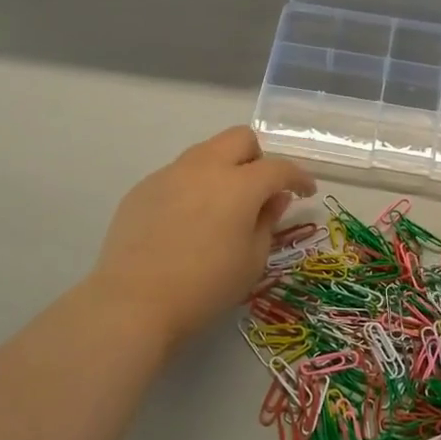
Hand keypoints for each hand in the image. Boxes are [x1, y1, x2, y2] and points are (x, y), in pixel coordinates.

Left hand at [88, 127, 315, 347]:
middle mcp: (205, 167)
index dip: (299, 177)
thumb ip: (267, 222)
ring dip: (224, 168)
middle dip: (259, 157)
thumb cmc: (205, 287)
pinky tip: (187, 221)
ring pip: (206, 152)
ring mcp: (170, 174)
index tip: (306, 192)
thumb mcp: (252, 261)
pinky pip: (178, 174)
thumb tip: (274, 199)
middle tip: (262, 190)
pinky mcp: (143, 188)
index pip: (279, 168)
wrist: (134, 301)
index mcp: (239, 184)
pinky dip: (194, 186)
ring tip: (222, 205)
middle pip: (240, 138)